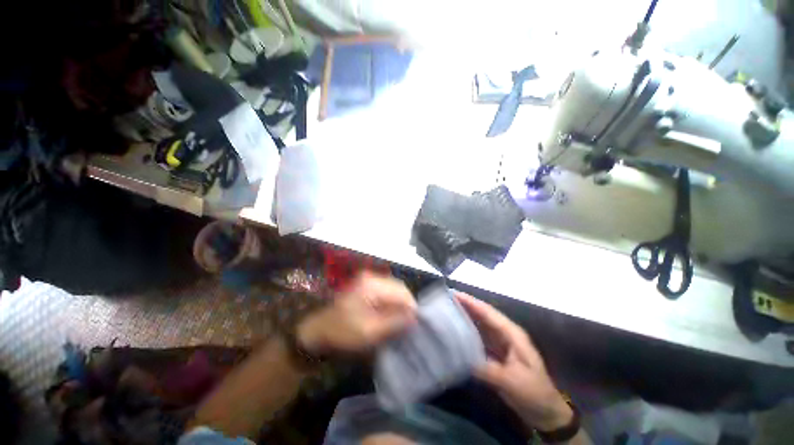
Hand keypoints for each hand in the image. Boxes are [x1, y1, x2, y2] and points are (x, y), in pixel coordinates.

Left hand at [297, 272, 416, 353]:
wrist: (319, 329)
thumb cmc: (343, 331)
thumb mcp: (370, 331)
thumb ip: (394, 322)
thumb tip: (414, 317)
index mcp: (372, 285)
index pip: (401, 291)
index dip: (411, 306)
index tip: (417, 322)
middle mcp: (372, 277)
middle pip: (398, 287)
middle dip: (406, 304)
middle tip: (410, 322)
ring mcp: (368, 279)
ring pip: (393, 288)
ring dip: (399, 303)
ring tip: (402, 320)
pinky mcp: (366, 284)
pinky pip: (386, 290)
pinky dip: (391, 302)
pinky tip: (391, 314)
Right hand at [457, 293, 572, 431]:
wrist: (545, 412)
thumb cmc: (533, 392)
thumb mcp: (511, 381)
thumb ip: (487, 369)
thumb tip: (461, 359)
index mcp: (512, 334)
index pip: (488, 312)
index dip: (471, 302)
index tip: (454, 293)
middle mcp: (505, 334)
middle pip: (483, 315)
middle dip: (466, 305)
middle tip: (445, 299)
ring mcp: (500, 343)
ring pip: (480, 325)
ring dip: (465, 316)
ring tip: (447, 310)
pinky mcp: (495, 353)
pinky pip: (478, 338)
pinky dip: (467, 332)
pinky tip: (455, 332)